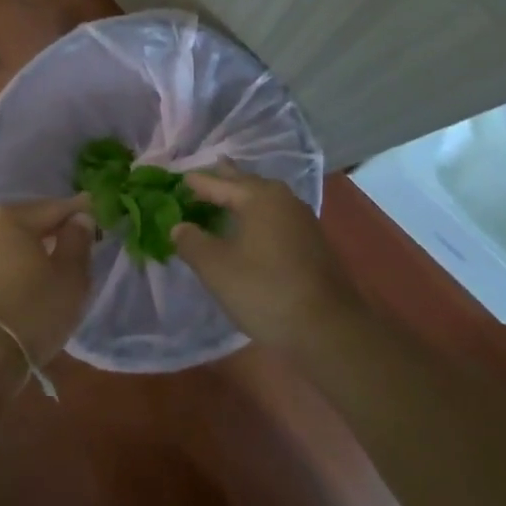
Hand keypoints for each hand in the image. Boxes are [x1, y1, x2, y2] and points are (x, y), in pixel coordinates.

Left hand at [0, 196, 93, 383]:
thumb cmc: (32, 311)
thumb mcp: (69, 277)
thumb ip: (77, 241)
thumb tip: (80, 218)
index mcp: (13, 219)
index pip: (55, 207)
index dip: (79, 210)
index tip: (96, 212)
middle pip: (29, 220)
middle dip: (52, 226)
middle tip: (76, 234)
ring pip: (11, 241)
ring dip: (32, 245)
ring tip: (53, 256)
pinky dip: (15, 263)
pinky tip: (27, 276)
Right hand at [172, 166, 360, 350]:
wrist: (327, 329)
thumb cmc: (264, 290)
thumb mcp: (216, 268)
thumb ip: (192, 242)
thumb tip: (179, 226)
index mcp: (258, 197)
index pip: (219, 183)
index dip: (196, 183)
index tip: (177, 179)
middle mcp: (283, 199)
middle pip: (245, 183)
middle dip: (223, 180)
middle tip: (201, 176)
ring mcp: (302, 220)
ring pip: (263, 199)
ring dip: (242, 198)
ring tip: (224, 198)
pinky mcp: (311, 242)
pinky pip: (275, 216)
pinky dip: (256, 215)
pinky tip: (250, 227)